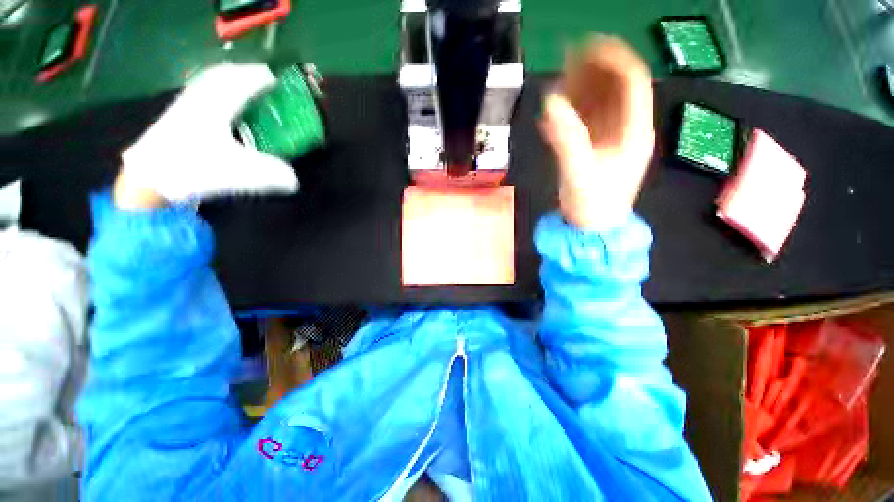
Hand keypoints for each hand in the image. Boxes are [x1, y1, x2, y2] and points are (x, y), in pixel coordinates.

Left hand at [114, 63, 298, 209]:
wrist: (147, 181)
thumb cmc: (194, 170)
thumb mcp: (240, 174)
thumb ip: (272, 175)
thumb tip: (294, 181)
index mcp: (217, 105)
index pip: (243, 82)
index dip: (261, 79)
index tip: (277, 81)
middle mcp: (199, 99)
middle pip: (222, 75)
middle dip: (243, 73)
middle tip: (260, 78)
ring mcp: (183, 107)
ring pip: (208, 83)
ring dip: (227, 80)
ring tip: (241, 86)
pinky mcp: (174, 119)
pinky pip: (199, 94)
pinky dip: (213, 92)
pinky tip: (217, 104)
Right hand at [539, 36, 653, 230]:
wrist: (590, 230)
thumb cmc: (592, 204)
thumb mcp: (579, 171)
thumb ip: (566, 137)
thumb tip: (550, 101)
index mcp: (634, 131)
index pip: (632, 81)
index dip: (612, 59)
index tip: (585, 48)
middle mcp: (627, 130)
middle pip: (616, 89)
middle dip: (594, 71)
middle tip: (566, 61)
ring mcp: (612, 140)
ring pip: (601, 105)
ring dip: (581, 91)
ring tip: (558, 82)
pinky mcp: (596, 150)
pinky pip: (587, 124)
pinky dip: (572, 114)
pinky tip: (555, 113)